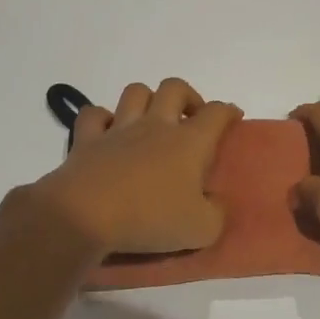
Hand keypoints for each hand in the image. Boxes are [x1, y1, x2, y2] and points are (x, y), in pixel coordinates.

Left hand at [31, 79, 241, 255]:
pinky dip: (102, 118)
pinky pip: (94, 115)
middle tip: (191, 118)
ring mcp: (119, 129)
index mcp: (189, 143)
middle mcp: (155, 126)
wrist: (85, 216)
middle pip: (175, 88)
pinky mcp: (87, 140)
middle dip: (188, 96)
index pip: (216, 113)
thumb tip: (216, 203)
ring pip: (135, 92)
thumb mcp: (201, 229)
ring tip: (151, 120)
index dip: (228, 112)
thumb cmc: (150, 218)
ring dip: (147, 99)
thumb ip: (217, 214)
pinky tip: (108, 131)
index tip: (234, 118)